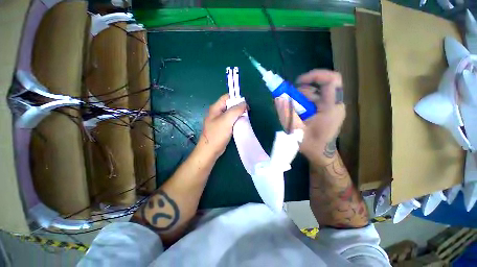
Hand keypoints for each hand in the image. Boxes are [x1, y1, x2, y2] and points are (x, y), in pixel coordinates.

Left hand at [198, 94, 246, 158]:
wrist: (210, 150)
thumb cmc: (217, 134)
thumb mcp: (227, 120)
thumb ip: (236, 110)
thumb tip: (244, 103)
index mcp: (216, 107)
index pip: (227, 97)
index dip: (236, 98)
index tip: (245, 105)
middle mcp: (217, 112)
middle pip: (230, 105)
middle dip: (239, 108)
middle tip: (246, 113)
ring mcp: (219, 120)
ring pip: (231, 114)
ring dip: (238, 115)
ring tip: (245, 119)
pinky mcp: (222, 127)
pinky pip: (230, 121)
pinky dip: (236, 121)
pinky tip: (240, 125)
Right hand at [274, 70, 344, 165]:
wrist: (321, 154)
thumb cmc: (311, 144)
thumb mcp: (295, 129)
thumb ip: (286, 113)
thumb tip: (277, 98)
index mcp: (331, 108)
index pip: (331, 80)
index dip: (315, 75)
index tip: (298, 82)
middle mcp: (335, 104)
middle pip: (319, 86)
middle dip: (302, 90)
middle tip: (289, 100)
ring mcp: (332, 107)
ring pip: (316, 93)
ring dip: (301, 97)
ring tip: (292, 109)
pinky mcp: (328, 110)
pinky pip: (315, 99)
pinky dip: (304, 102)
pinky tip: (298, 112)